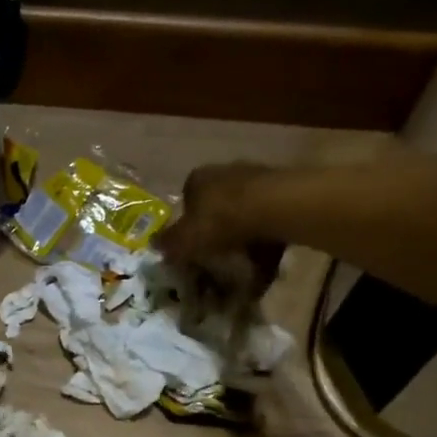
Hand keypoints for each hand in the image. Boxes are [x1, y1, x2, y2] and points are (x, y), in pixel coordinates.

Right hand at [157, 163, 284, 297]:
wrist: (273, 208)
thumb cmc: (220, 221)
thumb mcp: (185, 239)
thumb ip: (169, 243)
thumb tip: (154, 244)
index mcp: (197, 179)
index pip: (187, 200)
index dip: (189, 225)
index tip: (194, 247)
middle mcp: (225, 172)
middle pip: (217, 205)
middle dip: (218, 230)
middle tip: (219, 256)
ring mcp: (256, 178)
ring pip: (244, 212)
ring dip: (243, 237)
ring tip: (245, 264)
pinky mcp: (282, 191)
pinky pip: (267, 220)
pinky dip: (265, 239)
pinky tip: (266, 260)